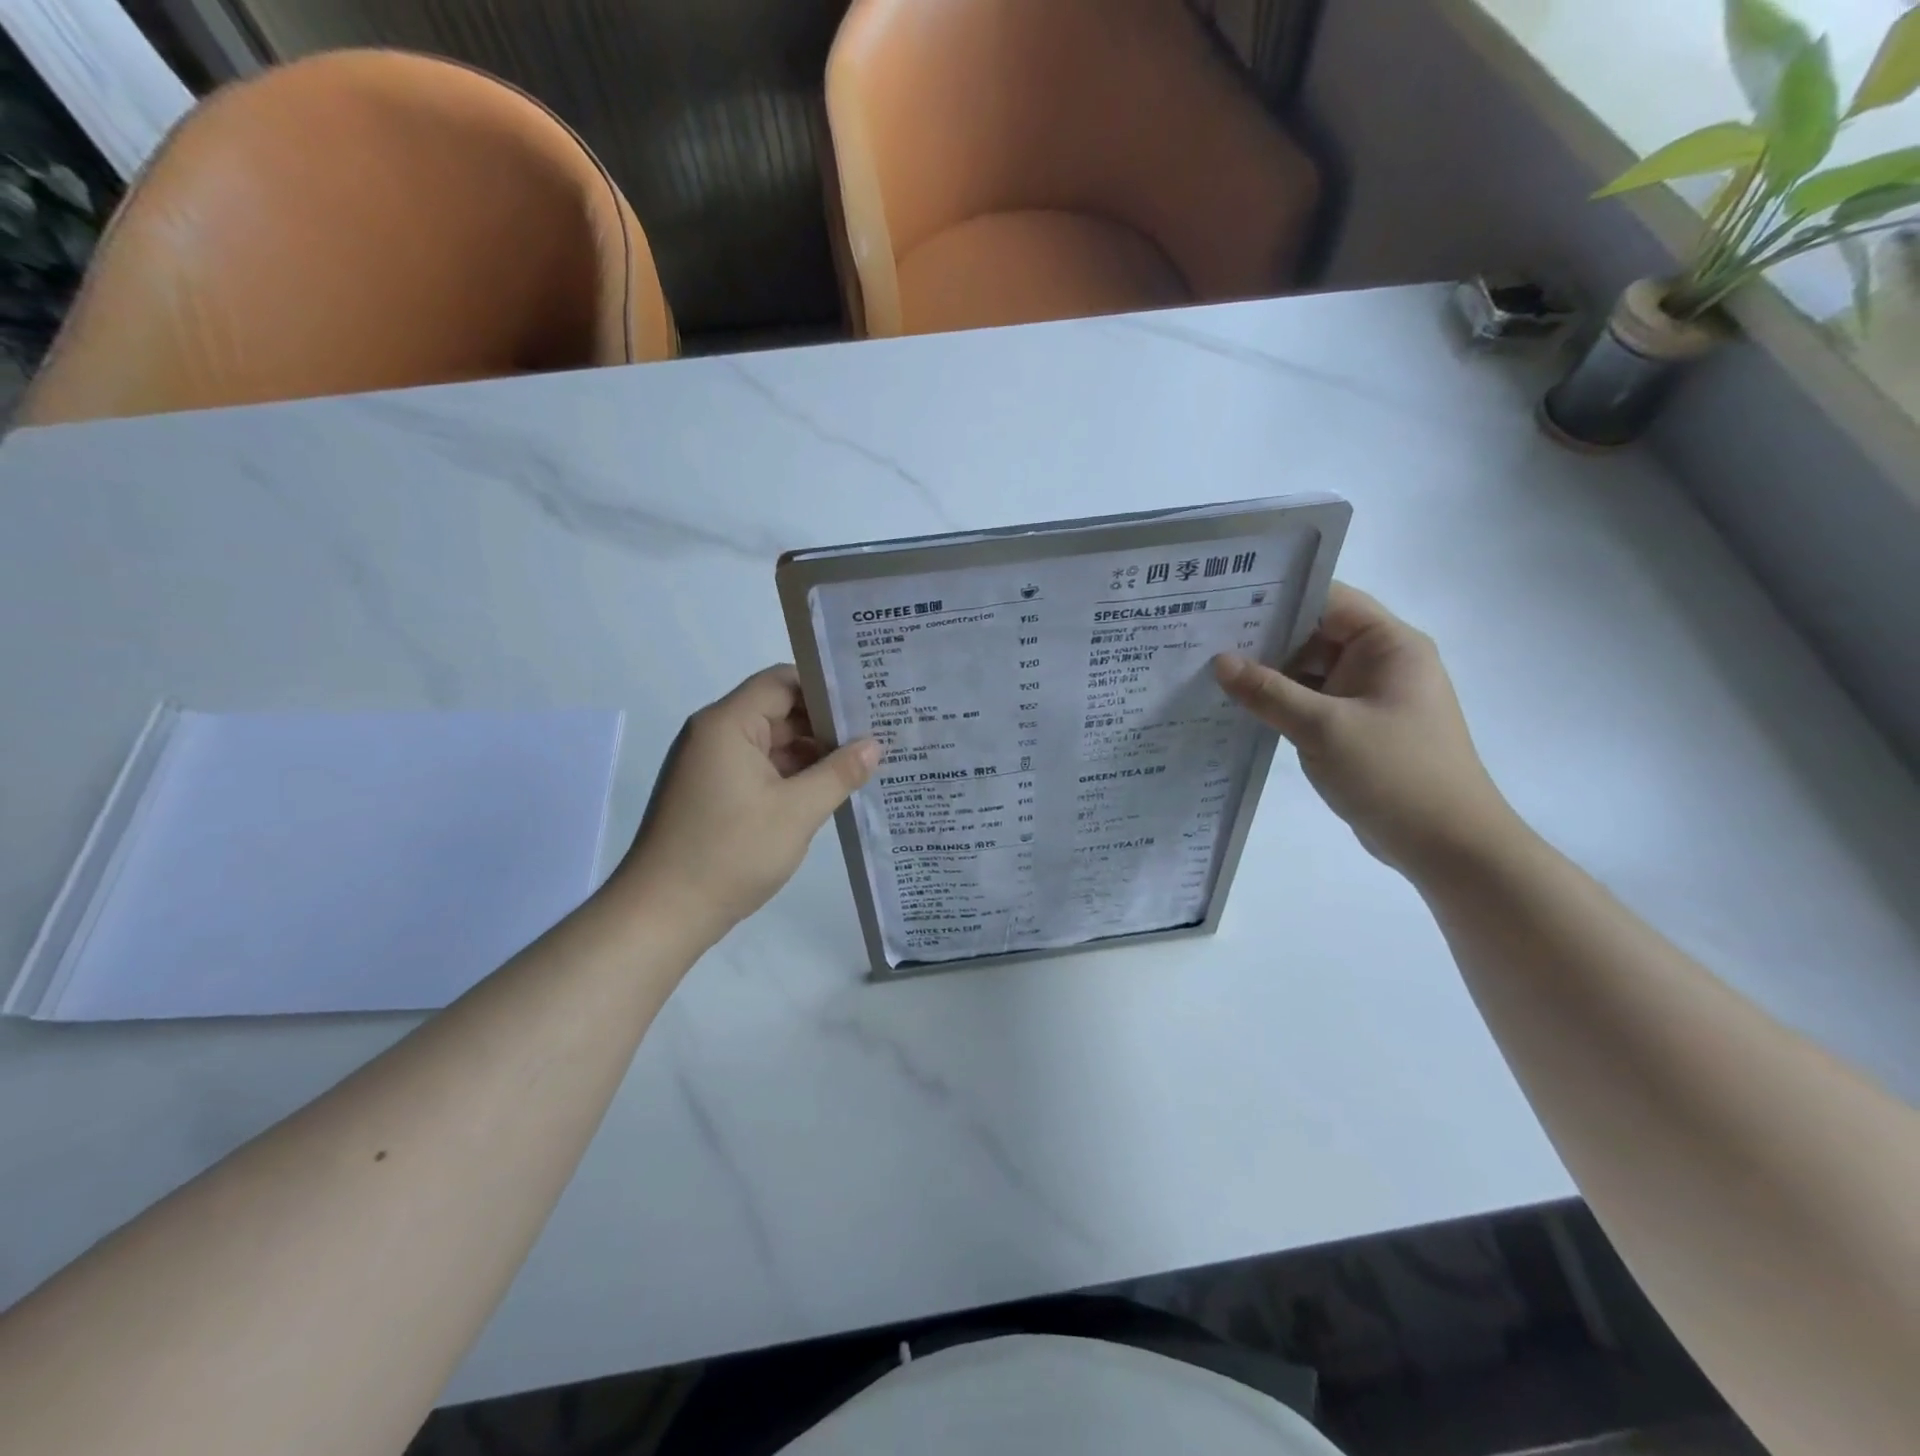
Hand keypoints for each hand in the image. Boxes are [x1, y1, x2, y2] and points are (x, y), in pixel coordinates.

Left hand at [612, 666, 878, 941]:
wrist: (662, 914)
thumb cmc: (730, 853)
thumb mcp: (797, 812)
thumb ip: (839, 773)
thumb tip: (874, 744)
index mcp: (728, 724)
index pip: (781, 682)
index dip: (825, 689)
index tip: (866, 703)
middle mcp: (714, 735)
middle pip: (777, 711)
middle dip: (824, 724)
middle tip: (875, 735)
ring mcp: (710, 766)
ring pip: (770, 743)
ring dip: (810, 754)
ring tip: (861, 764)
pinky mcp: (712, 793)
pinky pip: (758, 770)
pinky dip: (790, 776)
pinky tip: (827, 791)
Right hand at [1213, 583, 1517, 878]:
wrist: (1448, 846)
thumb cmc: (1395, 774)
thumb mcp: (1324, 729)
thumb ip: (1269, 692)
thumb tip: (1219, 662)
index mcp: (1389, 645)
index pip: (1328, 600)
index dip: (1280, 596)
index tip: (1225, 601)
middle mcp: (1382, 663)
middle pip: (1315, 635)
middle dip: (1264, 638)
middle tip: (1204, 638)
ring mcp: (1370, 697)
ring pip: (1310, 672)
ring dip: (1269, 676)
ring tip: (1210, 671)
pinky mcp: (1358, 728)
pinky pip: (1313, 703)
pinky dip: (1282, 704)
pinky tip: (1240, 708)